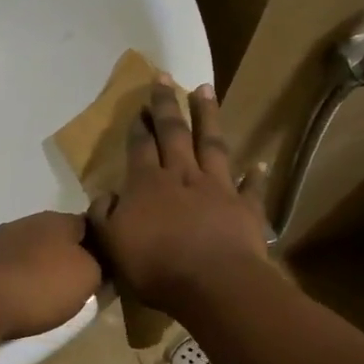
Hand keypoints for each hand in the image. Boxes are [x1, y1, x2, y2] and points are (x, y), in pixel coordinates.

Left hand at [0, 210, 100, 341]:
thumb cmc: (41, 285)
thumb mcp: (88, 277)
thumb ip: (99, 265)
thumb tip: (98, 261)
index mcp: (58, 220)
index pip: (87, 225)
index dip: (97, 245)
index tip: (102, 266)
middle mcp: (27, 222)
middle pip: (54, 237)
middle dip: (62, 255)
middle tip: (71, 283)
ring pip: (25, 248)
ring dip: (32, 264)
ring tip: (38, 291)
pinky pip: (1, 265)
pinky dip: (8, 275)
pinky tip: (11, 293)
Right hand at [88, 79, 269, 314]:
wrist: (213, 285)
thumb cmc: (156, 267)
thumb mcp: (112, 244)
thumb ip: (104, 217)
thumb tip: (104, 196)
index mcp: (146, 184)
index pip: (140, 147)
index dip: (139, 126)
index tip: (140, 105)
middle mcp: (182, 176)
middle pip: (174, 133)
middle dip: (167, 105)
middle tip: (164, 78)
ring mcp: (217, 188)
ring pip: (212, 144)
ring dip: (208, 116)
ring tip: (204, 89)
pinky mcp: (245, 208)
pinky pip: (251, 187)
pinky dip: (256, 175)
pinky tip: (260, 163)